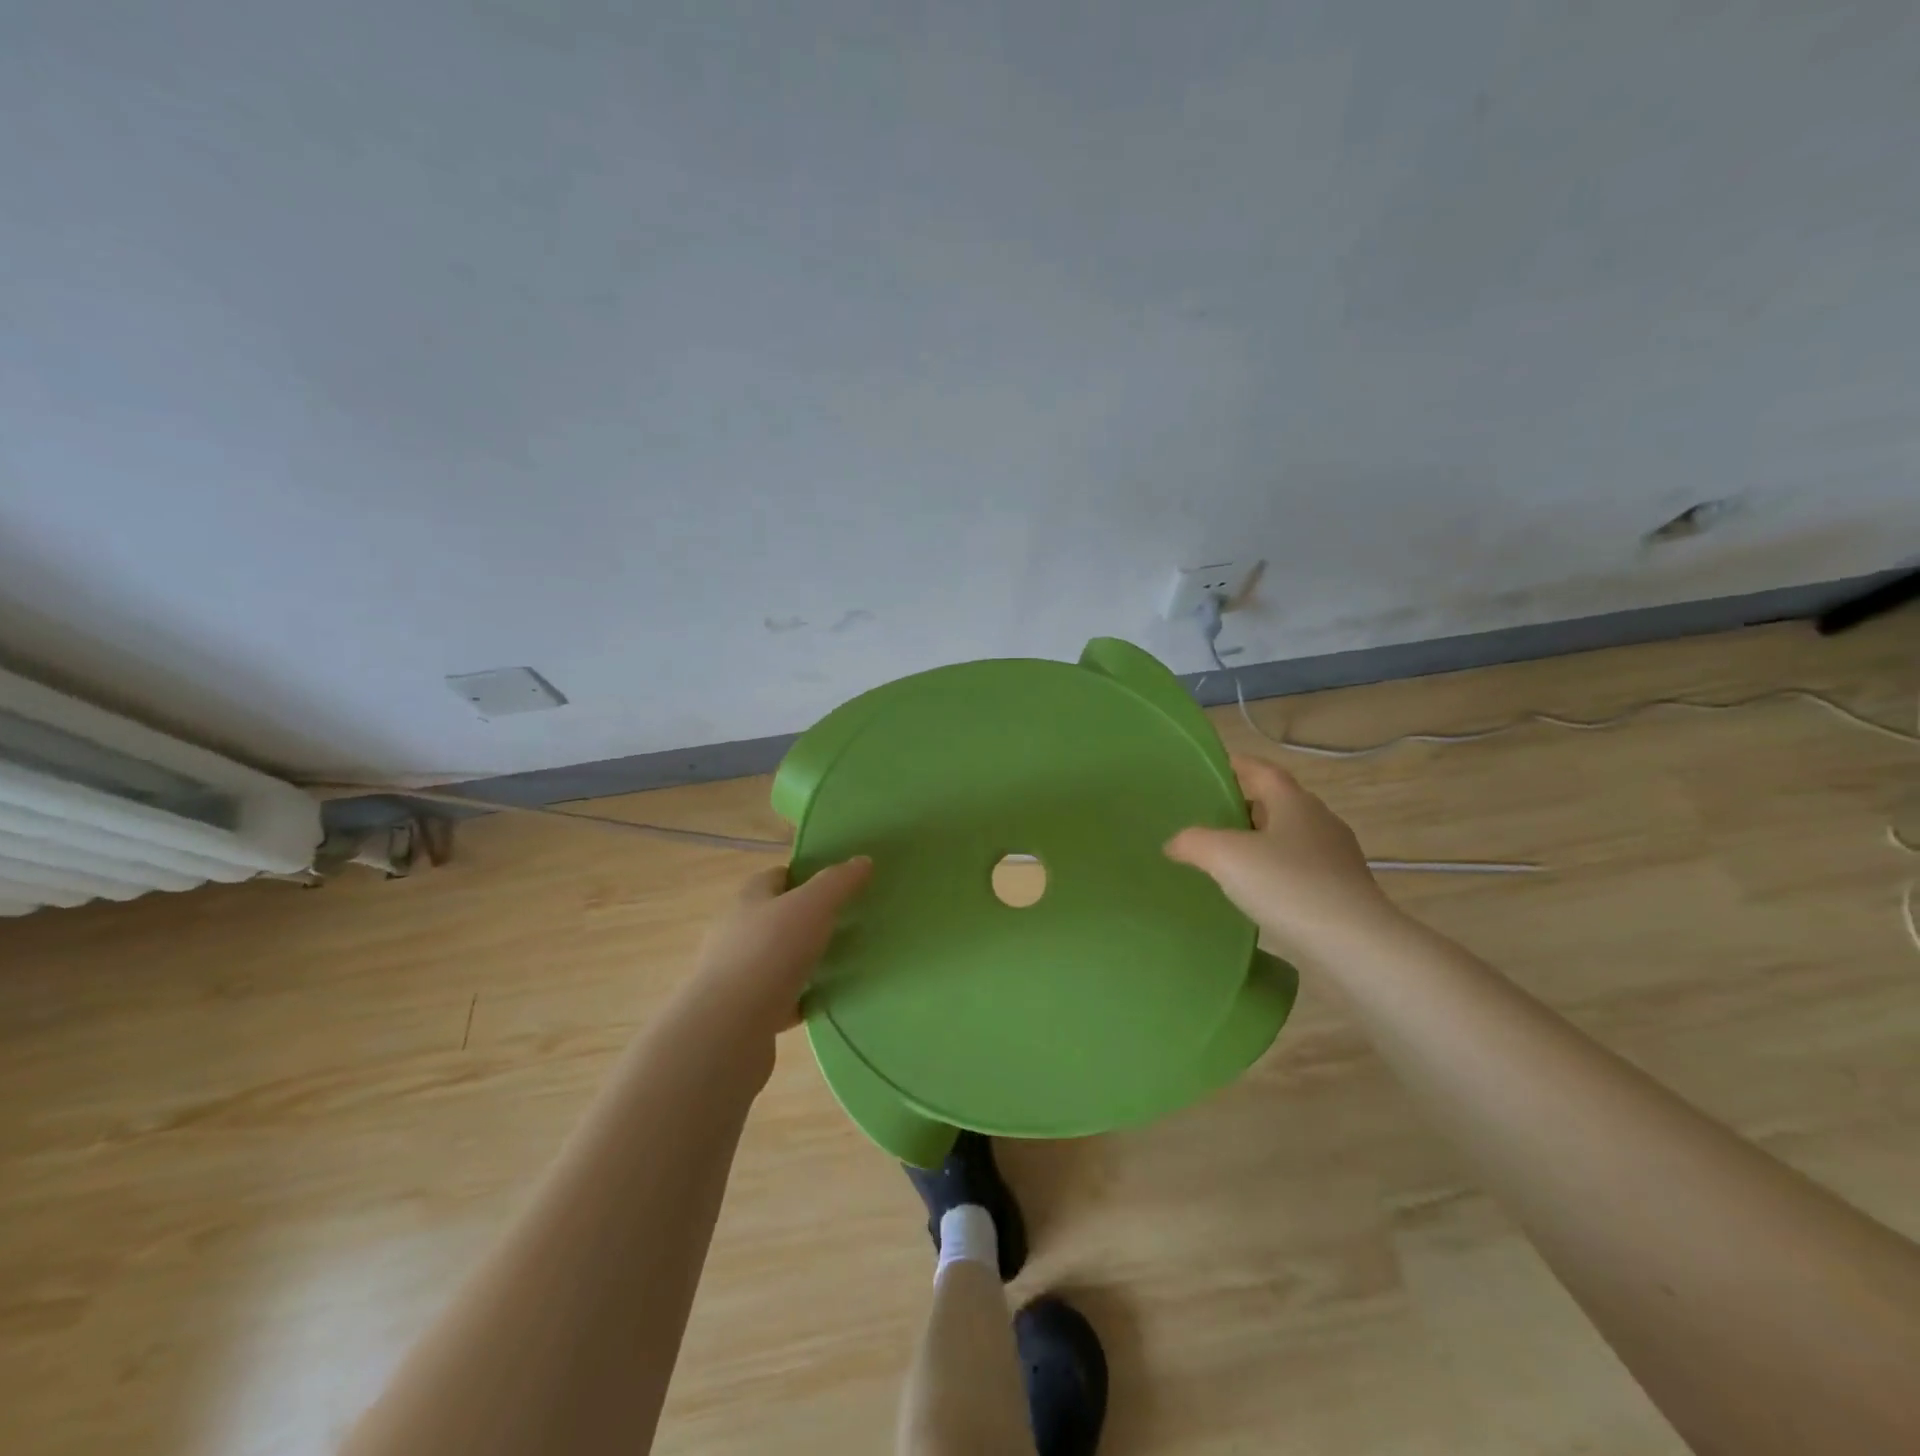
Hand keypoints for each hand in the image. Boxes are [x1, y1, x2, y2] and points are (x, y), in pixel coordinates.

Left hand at [676, 857, 872, 1045]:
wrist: (728, 1030)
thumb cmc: (770, 952)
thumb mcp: (813, 906)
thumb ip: (838, 882)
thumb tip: (862, 860)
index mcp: (748, 900)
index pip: (777, 876)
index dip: (805, 876)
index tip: (837, 884)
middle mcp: (737, 932)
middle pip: (777, 917)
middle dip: (808, 919)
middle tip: (847, 922)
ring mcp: (738, 975)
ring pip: (779, 959)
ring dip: (805, 960)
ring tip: (843, 961)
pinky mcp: (745, 1013)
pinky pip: (781, 999)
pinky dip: (802, 998)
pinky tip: (827, 1000)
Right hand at [1165, 755, 1399, 963]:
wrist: (1354, 944)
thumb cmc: (1288, 886)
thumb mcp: (1225, 857)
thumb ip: (1194, 842)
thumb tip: (1174, 843)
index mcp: (1294, 802)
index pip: (1262, 771)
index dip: (1237, 766)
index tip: (1212, 770)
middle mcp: (1320, 821)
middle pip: (1277, 802)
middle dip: (1246, 806)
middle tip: (1211, 818)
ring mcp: (1336, 856)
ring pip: (1290, 837)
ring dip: (1262, 841)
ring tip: (1229, 858)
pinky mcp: (1343, 890)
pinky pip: (1301, 869)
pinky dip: (1277, 871)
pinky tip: (1258, 892)